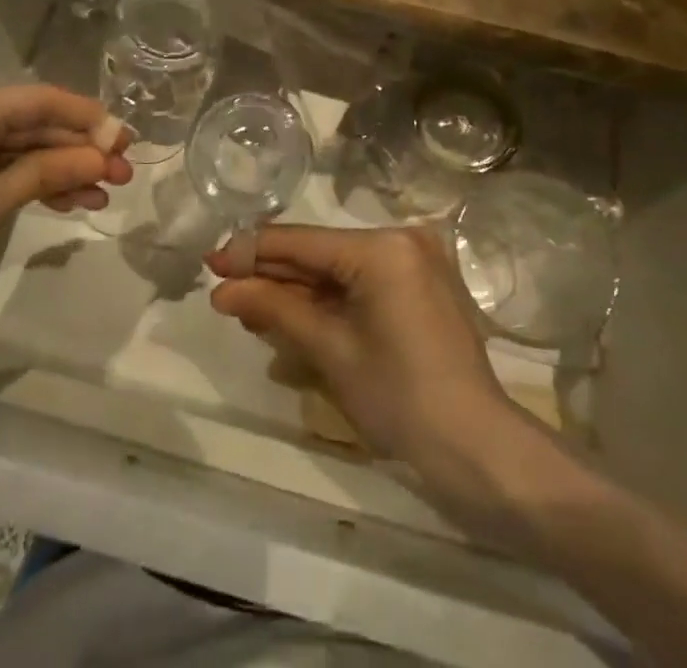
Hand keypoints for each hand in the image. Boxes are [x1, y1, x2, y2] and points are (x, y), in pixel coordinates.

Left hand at [0, 86, 131, 336]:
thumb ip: (42, 176)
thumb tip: (99, 156)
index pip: (40, 100)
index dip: (88, 118)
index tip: (127, 141)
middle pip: (30, 121)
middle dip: (77, 148)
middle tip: (123, 175)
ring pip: (13, 144)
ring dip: (56, 167)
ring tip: (102, 194)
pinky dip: (22, 179)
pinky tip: (61, 200)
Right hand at [206, 225, 522, 483]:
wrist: (476, 448)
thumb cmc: (399, 397)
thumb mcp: (329, 350)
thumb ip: (274, 309)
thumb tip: (222, 290)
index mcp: (382, 246)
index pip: (302, 242)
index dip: (252, 252)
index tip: (211, 262)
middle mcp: (402, 239)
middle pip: (320, 253)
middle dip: (272, 274)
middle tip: (225, 288)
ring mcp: (416, 261)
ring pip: (340, 269)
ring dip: (297, 289)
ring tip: (249, 306)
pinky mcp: (421, 285)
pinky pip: (363, 282)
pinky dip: (329, 299)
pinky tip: (292, 313)